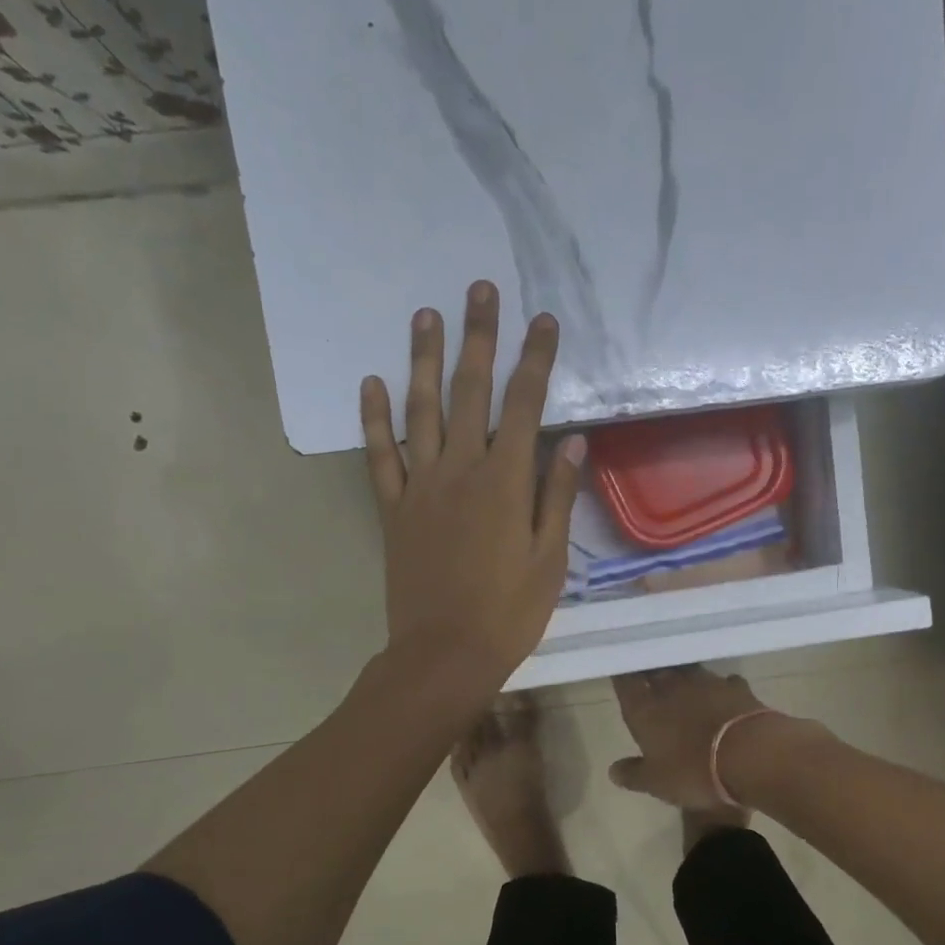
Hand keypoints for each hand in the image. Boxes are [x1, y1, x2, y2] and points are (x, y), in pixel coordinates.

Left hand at [362, 280, 584, 700]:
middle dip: (478, 338)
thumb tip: (571, 442)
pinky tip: (372, 384)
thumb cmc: (509, 613)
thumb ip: (557, 497)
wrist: (444, 654)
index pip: (525, 406)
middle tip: (479, 290)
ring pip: (420, 411)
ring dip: (423, 360)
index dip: (535, 360)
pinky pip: (381, 456)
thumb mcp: (549, 560)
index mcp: (505, 483)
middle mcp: (460, 471)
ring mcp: (420, 487)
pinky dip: (376, 419)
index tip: (543, 321)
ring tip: (426, 315)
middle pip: (470, 392)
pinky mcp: (393, 509)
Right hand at [609, 666, 798, 809]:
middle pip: (655, 669)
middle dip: (650, 671)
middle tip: (649, 676)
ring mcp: (706, 682)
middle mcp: (671, 687)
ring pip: (687, 670)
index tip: (620, 674)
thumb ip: (633, 774)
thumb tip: (613, 770)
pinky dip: (720, 687)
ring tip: (683, 683)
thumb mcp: (656, 782)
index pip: (625, 682)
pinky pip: (723, 681)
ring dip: (683, 676)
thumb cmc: (693, 770)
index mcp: (645, 709)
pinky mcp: (736, 687)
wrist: (750, 755)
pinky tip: (722, 694)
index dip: (622, 676)